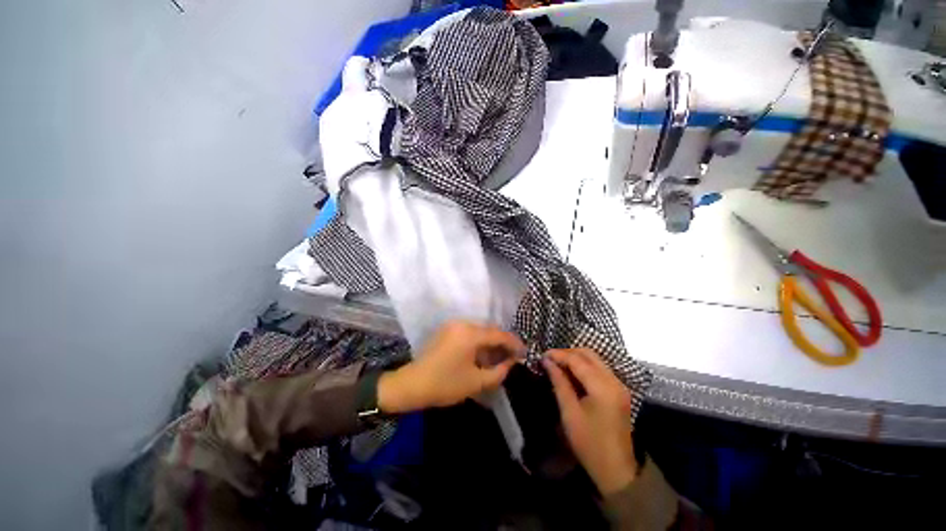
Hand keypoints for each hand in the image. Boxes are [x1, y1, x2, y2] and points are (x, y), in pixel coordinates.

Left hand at [378, 321, 524, 413]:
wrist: (412, 384)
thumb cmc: (445, 384)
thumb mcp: (476, 382)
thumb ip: (499, 371)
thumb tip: (511, 363)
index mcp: (470, 334)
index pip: (499, 334)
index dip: (513, 343)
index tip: (524, 353)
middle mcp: (462, 324)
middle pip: (489, 330)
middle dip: (502, 343)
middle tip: (512, 357)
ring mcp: (453, 326)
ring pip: (479, 331)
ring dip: (490, 343)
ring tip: (499, 358)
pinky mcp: (447, 331)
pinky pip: (469, 333)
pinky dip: (479, 342)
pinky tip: (483, 355)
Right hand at [543, 348, 637, 495]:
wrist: (617, 471)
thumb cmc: (589, 444)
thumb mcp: (570, 413)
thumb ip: (559, 383)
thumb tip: (547, 361)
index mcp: (603, 387)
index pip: (577, 359)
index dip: (558, 354)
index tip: (542, 355)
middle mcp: (614, 381)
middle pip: (589, 354)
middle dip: (567, 353)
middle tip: (550, 359)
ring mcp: (619, 385)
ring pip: (595, 359)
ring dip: (576, 358)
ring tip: (558, 365)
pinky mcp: (619, 391)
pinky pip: (600, 369)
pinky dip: (584, 366)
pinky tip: (572, 374)